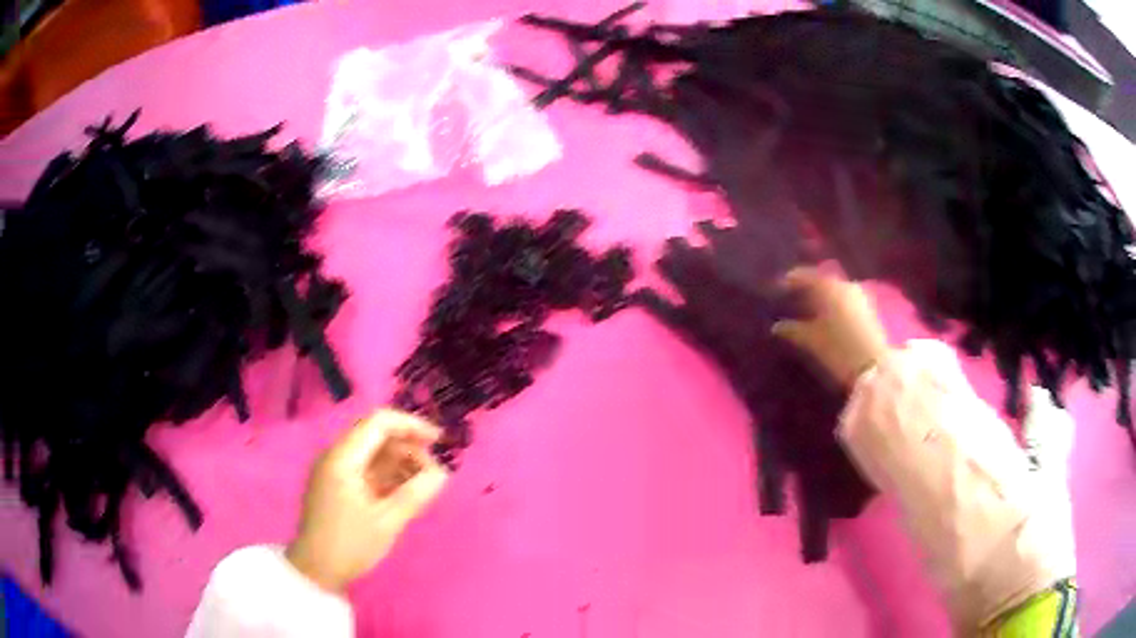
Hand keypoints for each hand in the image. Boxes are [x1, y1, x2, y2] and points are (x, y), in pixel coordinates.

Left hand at [286, 410, 447, 592]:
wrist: (317, 570)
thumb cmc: (350, 545)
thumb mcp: (387, 522)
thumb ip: (416, 494)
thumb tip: (442, 473)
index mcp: (343, 458)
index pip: (379, 422)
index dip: (411, 425)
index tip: (439, 441)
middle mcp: (336, 456)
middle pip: (377, 435)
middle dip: (409, 447)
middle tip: (434, 472)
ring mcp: (335, 470)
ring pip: (374, 452)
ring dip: (401, 462)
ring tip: (424, 486)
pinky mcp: (338, 485)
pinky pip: (367, 468)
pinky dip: (389, 475)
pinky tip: (406, 493)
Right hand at [771, 267, 888, 389]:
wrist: (874, 368)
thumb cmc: (839, 350)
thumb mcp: (811, 341)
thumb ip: (792, 330)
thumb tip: (776, 326)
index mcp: (830, 287)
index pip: (806, 275)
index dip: (791, 280)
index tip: (778, 287)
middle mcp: (845, 285)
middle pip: (822, 281)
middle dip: (807, 288)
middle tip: (792, 297)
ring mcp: (859, 296)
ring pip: (835, 290)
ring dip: (821, 296)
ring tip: (808, 308)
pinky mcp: (867, 309)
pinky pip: (844, 299)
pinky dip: (833, 303)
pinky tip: (825, 316)